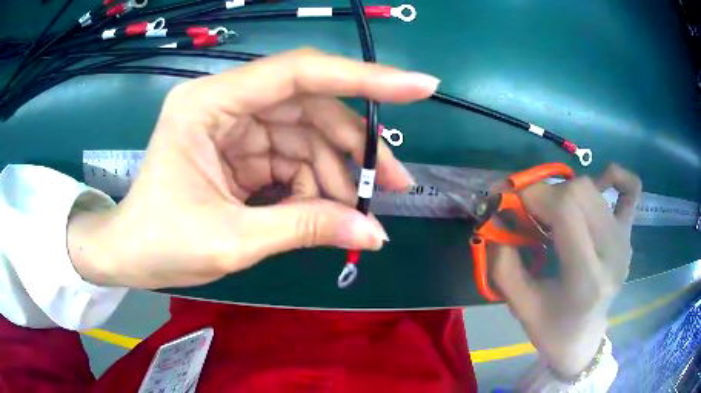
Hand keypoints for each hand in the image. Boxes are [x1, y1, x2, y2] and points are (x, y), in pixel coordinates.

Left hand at [67, 48, 439, 288]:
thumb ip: (304, 230)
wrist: (129, 256)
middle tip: (395, 184)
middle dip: (355, 147)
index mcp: (209, 105)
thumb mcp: (232, 241)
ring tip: (361, 212)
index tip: (420, 87)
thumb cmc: (160, 245)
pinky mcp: (239, 150)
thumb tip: (374, 233)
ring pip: (305, 136)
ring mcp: (233, 126)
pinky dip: (314, 185)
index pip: (298, 74)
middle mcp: (225, 103)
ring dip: (337, 173)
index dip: (364, 77)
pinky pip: (291, 158)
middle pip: (309, 108)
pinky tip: (327, 212)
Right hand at [492, 164, 641, 376]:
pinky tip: (600, 181)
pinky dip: (614, 176)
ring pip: (592, 188)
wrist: (583, 339)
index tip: (507, 201)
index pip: (566, 210)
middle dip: (544, 193)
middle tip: (527, 212)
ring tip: (551, 212)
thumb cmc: (552, 330)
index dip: (532, 195)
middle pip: (579, 191)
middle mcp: (612, 252)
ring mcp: (624, 240)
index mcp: (587, 277)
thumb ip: (503, 262)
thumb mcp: (520, 306)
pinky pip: (630, 190)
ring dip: (564, 191)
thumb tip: (495, 218)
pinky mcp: (628, 234)